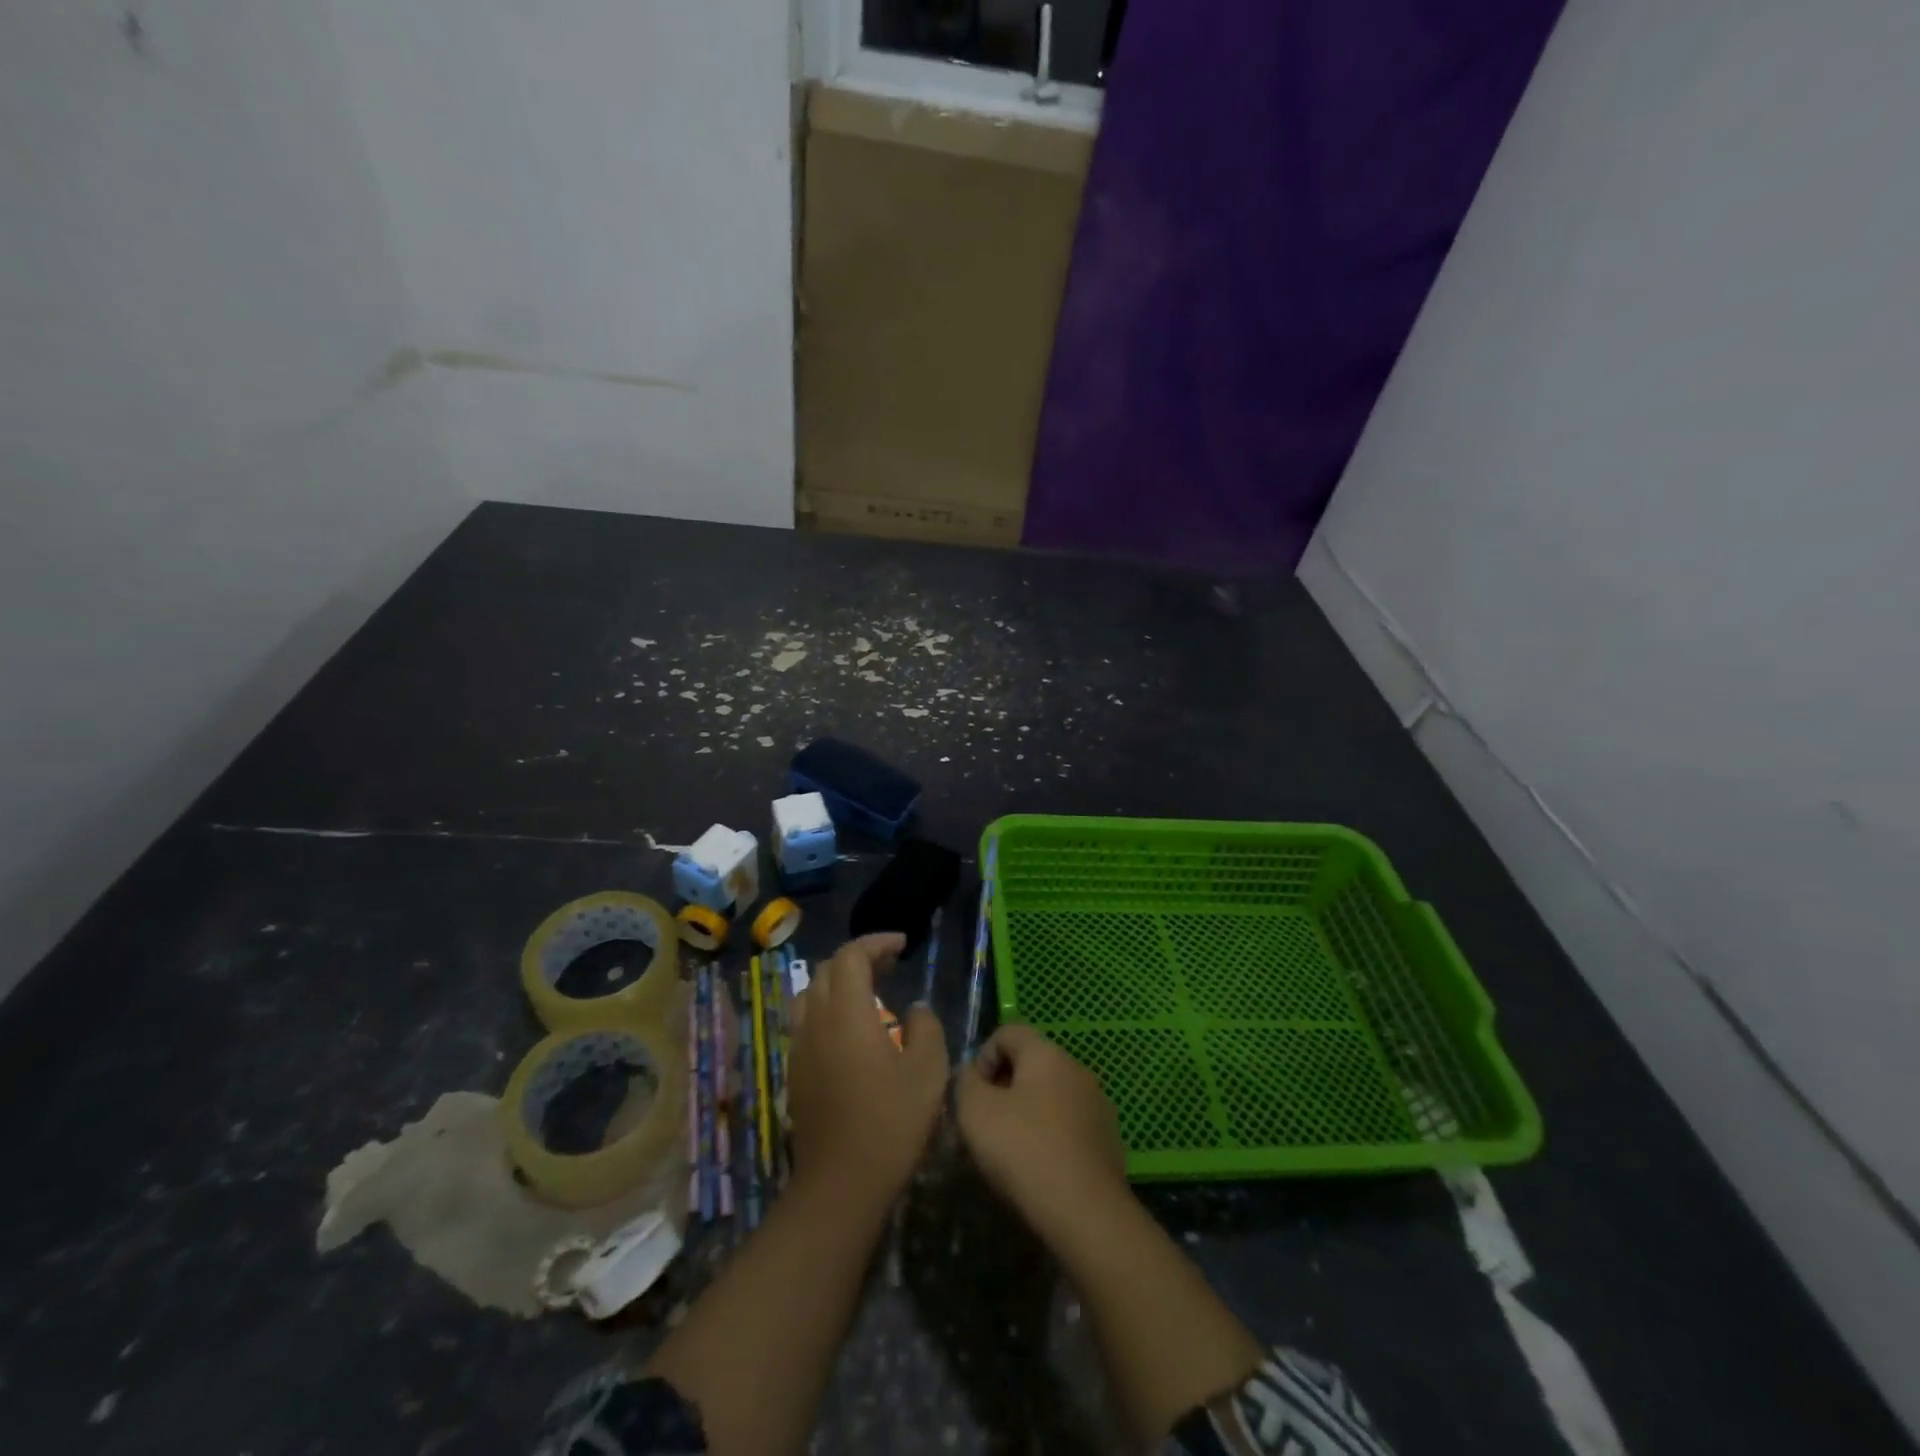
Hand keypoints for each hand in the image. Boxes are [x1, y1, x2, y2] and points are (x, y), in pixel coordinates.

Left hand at [787, 933, 948, 1203]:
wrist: (840, 1184)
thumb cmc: (891, 1123)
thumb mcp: (928, 1072)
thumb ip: (926, 1028)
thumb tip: (915, 1009)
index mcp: (848, 1013)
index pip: (851, 956)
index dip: (876, 942)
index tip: (902, 944)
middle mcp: (816, 1021)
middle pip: (828, 969)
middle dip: (859, 958)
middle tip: (890, 965)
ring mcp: (800, 1046)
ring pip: (811, 993)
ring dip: (839, 982)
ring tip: (869, 993)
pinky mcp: (795, 1071)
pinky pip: (806, 1020)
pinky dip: (828, 1008)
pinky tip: (851, 1031)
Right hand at [956, 1024, 1128, 1240]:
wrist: (1087, 1215)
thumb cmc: (1024, 1151)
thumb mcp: (974, 1111)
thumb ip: (965, 1081)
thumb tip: (972, 1074)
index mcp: (1047, 1053)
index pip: (1007, 1032)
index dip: (983, 1058)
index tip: (974, 1096)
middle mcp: (1077, 1068)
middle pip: (1031, 1063)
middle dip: (1004, 1087)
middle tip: (988, 1125)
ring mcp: (1098, 1104)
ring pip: (1051, 1095)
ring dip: (1028, 1113)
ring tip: (1012, 1151)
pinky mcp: (1109, 1140)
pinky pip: (1069, 1125)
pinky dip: (1051, 1136)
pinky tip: (1040, 1169)